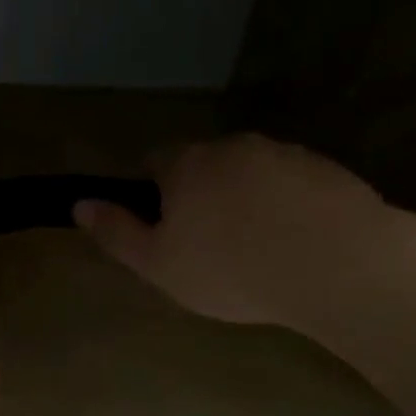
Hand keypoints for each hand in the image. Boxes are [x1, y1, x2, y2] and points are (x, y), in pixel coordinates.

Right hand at [73, 134, 399, 331]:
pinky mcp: (327, 171)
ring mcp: (285, 154)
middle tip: (206, 250)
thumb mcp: (157, 263)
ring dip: (243, 202)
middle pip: (203, 166)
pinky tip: (290, 247)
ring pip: (249, 175)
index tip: (162, 232)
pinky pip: (290, 187)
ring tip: (253, 253)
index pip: (154, 163)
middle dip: (199, 198)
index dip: (151, 195)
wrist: (335, 265)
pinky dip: (283, 209)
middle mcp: (234, 146)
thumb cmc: (229, 269)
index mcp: (187, 164)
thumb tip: (80, 203)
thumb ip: (117, 232)